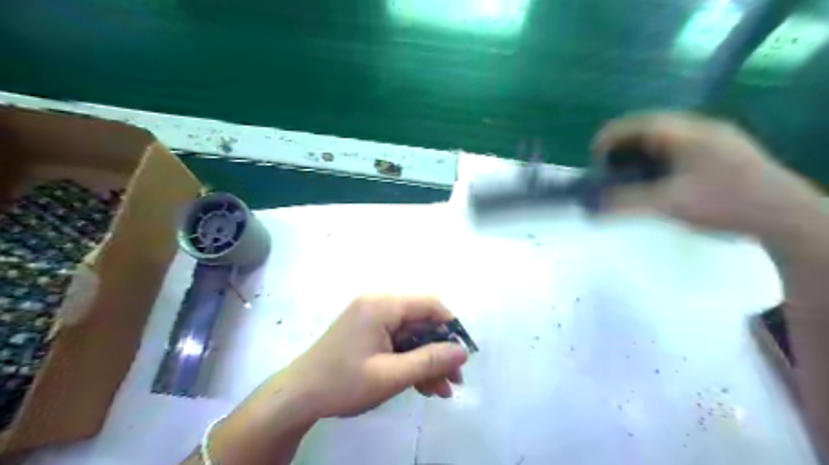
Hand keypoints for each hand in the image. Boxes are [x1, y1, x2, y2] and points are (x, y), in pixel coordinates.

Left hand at [284, 297, 465, 418]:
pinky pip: (397, 342)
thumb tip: (462, 351)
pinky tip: (423, 385)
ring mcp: (372, 318)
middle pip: (421, 322)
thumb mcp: (391, 375)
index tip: (463, 353)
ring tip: (442, 390)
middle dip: (440, 351)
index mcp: (382, 305)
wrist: (298, 396)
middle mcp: (378, 304)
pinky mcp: (368, 332)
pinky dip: (410, 361)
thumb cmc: (343, 383)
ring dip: (427, 360)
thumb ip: (430, 361)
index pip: (429, 304)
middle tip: (455, 380)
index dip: (450, 327)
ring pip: (411, 335)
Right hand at [592, 111, 818, 238]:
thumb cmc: (724, 203)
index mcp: (686, 133)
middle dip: (623, 146)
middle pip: (648, 128)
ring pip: (663, 137)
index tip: (594, 158)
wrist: (783, 215)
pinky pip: (677, 147)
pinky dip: (658, 159)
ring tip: (629, 175)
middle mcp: (699, 127)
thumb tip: (592, 210)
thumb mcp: (669, 203)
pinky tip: (657, 179)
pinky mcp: (720, 151)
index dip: (609, 138)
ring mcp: (713, 138)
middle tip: (610, 169)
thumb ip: (627, 203)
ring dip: (640, 152)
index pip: (637, 123)